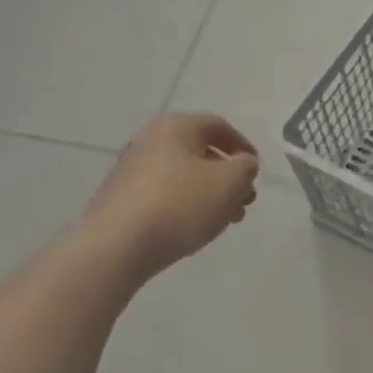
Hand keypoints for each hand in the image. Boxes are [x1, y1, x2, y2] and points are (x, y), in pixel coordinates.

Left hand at [84, 113, 259, 278]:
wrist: (117, 245)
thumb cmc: (182, 203)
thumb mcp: (231, 181)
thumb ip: (246, 167)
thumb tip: (242, 164)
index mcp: (176, 126)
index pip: (220, 126)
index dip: (244, 147)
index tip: (255, 173)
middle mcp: (150, 140)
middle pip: (202, 152)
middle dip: (229, 176)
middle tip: (244, 201)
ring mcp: (132, 170)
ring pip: (185, 176)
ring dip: (211, 194)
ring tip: (225, 220)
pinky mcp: (122, 198)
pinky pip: (165, 194)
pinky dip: (187, 205)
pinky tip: (196, 227)